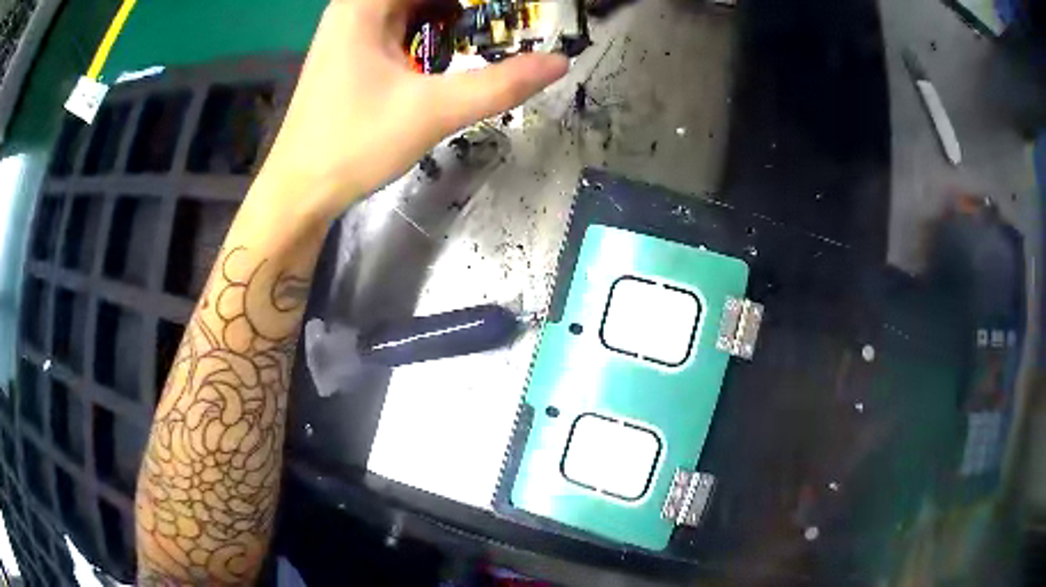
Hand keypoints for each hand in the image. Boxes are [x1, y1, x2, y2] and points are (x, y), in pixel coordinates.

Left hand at [257, 0, 568, 222]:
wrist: (300, 190)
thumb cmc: (354, 145)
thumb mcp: (433, 111)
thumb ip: (500, 84)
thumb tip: (559, 63)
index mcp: (365, 5)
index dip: (476, 1)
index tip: (509, 13)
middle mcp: (356, 7)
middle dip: (468, 9)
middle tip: (506, 24)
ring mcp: (352, 29)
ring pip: (414, 6)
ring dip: (451, 17)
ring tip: (486, 38)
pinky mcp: (354, 51)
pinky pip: (402, 25)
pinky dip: (432, 32)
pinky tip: (451, 53)